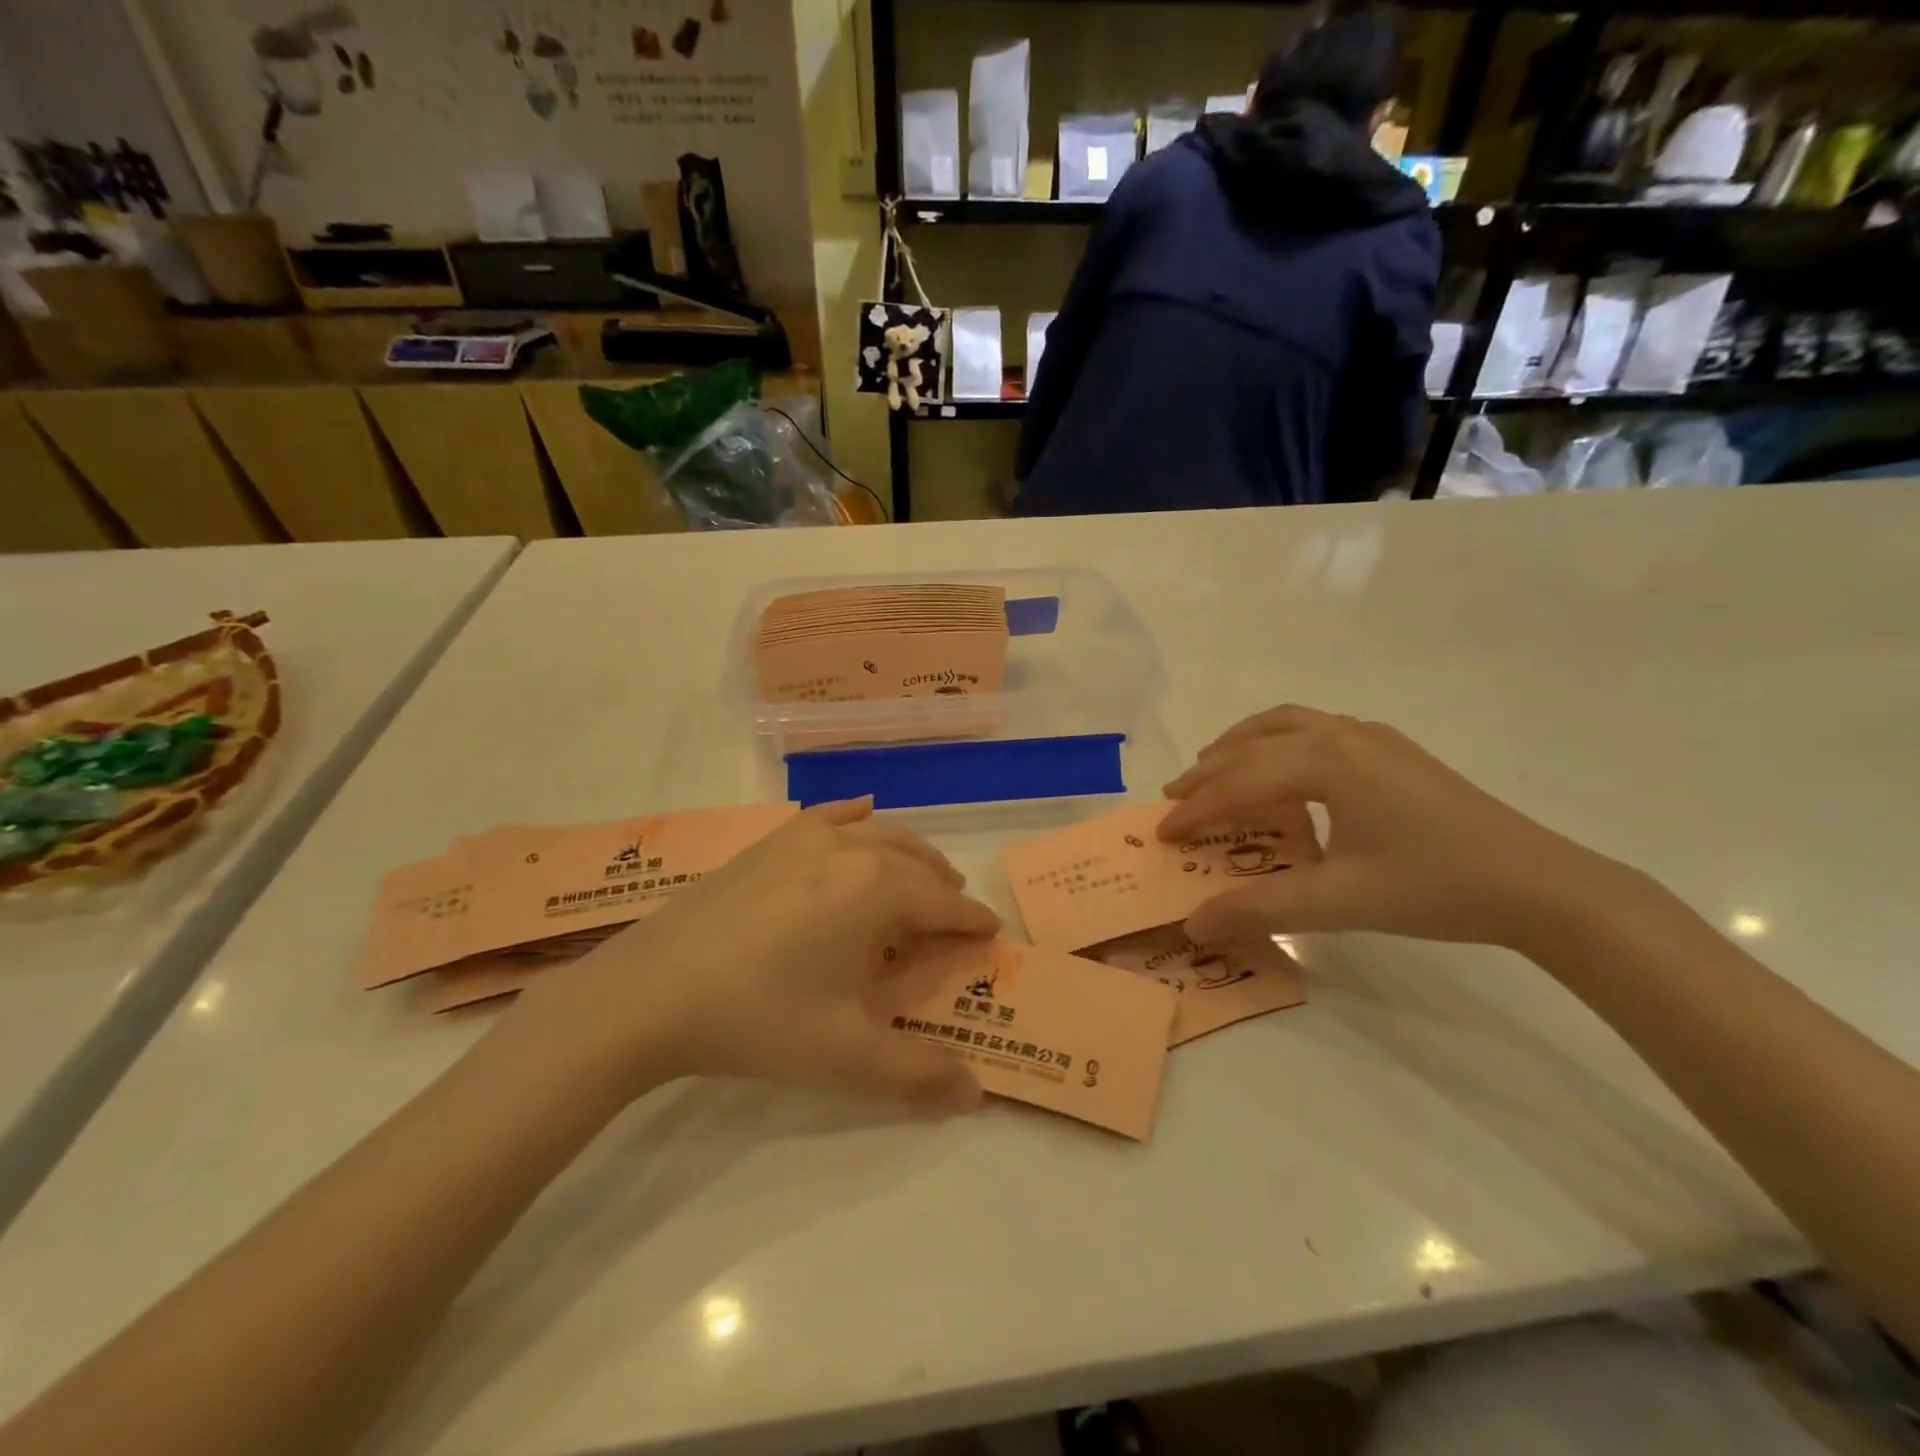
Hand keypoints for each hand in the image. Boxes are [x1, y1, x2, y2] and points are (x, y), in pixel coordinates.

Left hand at [508, 801, 998, 1113]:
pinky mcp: (771, 840)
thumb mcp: (845, 1057)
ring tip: (919, 878)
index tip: (990, 935)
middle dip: (944, 886)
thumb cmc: (759, 1019)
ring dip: (910, 855)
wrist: (652, 990)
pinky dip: (857, 816)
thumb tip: (976, 1094)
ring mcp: (807, 837)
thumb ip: (917, 1075)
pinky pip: (830, 815)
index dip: (972, 922)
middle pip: (919, 861)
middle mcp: (852, 850)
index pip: (945, 904)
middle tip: (953, 916)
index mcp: (879, 892)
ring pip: (880, 833)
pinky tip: (861, 814)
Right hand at [1158, 706, 1629, 950]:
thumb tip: (1193, 926)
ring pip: (1286, 724)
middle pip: (1254, 743)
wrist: (1540, 885)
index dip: (1196, 809)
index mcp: (1326, 761)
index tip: (1162, 833)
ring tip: (1215, 769)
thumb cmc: (1434, 887)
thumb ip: (1259, 909)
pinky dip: (1278, 743)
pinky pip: (1316, 731)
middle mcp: (1342, 735)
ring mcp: (1372, 737)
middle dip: (1209, 770)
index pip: (1240, 782)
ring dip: (1241, 745)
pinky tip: (1284, 773)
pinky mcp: (1394, 751)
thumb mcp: (1339, 902)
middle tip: (1175, 798)